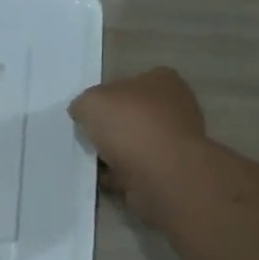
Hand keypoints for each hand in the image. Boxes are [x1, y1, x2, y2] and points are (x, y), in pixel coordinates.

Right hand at [69, 68, 208, 225]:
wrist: (162, 176)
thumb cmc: (130, 126)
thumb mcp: (90, 102)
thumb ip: (83, 103)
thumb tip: (83, 113)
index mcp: (163, 80)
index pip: (128, 83)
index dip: (105, 98)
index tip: (88, 114)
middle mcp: (175, 107)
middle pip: (132, 115)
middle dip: (110, 128)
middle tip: (87, 138)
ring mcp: (175, 141)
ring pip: (134, 144)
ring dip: (114, 154)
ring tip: (93, 161)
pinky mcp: (171, 171)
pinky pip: (136, 170)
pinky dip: (120, 175)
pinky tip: (104, 179)